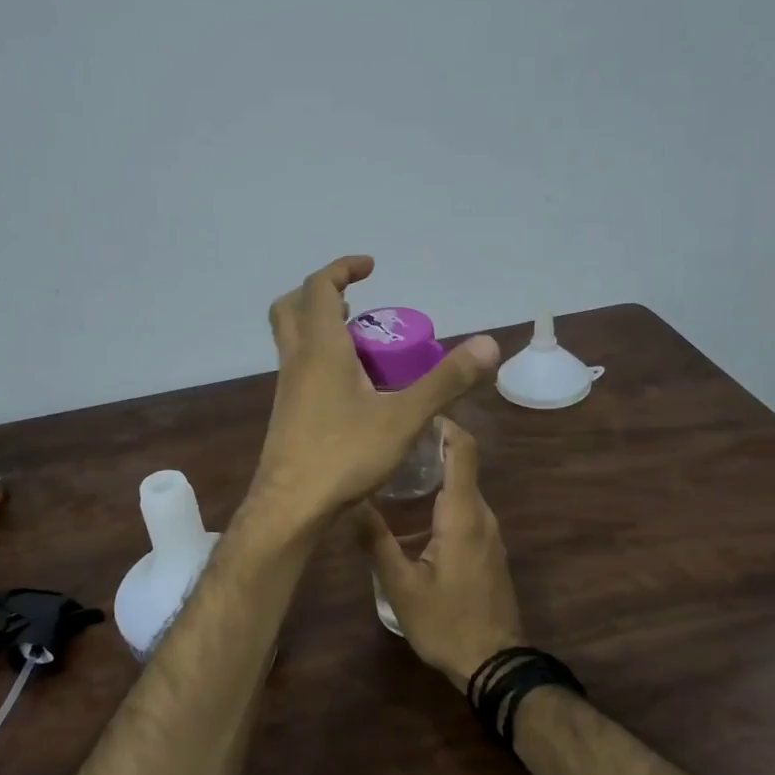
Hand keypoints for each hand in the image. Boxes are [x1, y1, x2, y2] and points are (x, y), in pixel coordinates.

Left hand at [251, 256, 499, 525]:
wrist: (290, 507)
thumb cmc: (343, 455)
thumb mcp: (404, 418)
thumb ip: (445, 381)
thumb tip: (488, 344)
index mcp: (320, 348)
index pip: (319, 287)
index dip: (342, 268)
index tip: (370, 266)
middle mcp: (296, 360)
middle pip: (291, 307)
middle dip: (320, 293)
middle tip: (354, 301)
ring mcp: (286, 388)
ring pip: (292, 339)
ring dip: (320, 326)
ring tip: (361, 341)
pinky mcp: (287, 413)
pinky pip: (299, 368)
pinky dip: (320, 358)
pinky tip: (351, 387)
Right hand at [356, 419, 524, 690]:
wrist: (495, 665)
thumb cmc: (447, 623)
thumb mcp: (401, 586)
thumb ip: (375, 541)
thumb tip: (349, 501)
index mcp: (462, 514)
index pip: (463, 450)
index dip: (443, 423)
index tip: (412, 410)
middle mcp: (480, 514)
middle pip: (462, 462)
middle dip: (430, 444)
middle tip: (389, 438)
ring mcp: (488, 531)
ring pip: (463, 485)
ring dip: (435, 469)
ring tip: (394, 466)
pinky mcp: (487, 547)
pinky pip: (465, 505)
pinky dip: (442, 493)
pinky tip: (413, 506)